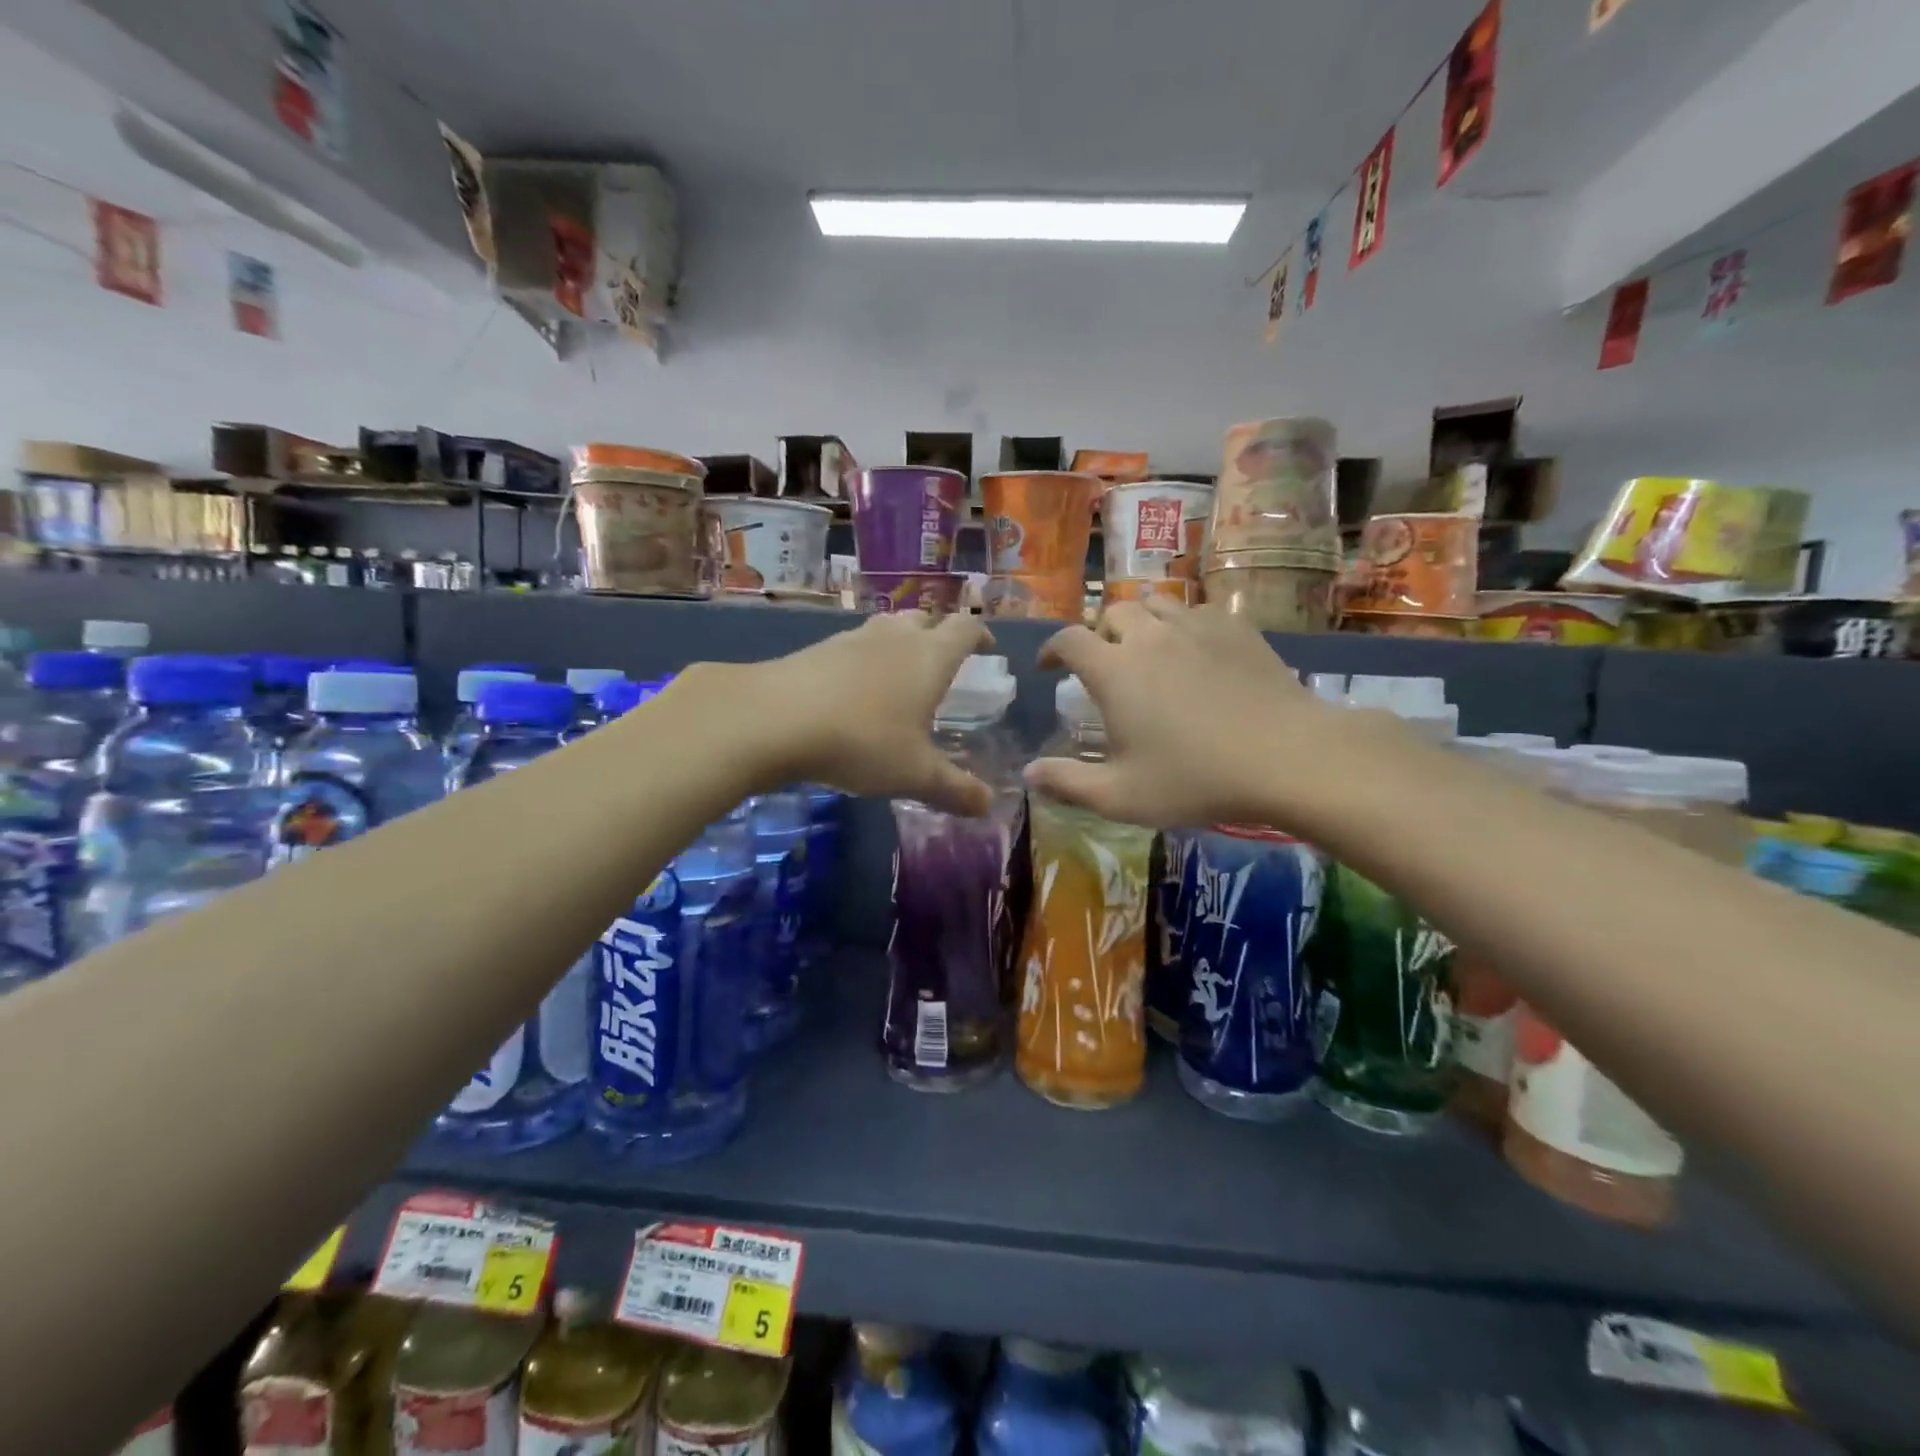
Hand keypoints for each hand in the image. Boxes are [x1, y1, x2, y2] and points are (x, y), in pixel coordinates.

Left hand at [743, 610, 995, 814]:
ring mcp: (852, 639)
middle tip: (944, 661)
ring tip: (900, 671)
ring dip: (900, 642)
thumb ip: (954, 789)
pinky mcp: (817, 650)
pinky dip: (864, 659)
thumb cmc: (862, 740)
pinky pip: (853, 646)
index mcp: (929, 657)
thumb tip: (988, 806)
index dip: (980, 635)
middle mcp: (894, 638)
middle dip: (939, 634)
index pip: (964, 630)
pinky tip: (853, 689)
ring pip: (886, 627)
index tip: (987, 648)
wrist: (775, 718)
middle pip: (925, 619)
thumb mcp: (915, 774)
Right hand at [1024, 599, 1352, 829]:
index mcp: (1115, 670)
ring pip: (1156, 603)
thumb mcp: (1122, 796)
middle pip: (1112, 612)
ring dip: (1141, 621)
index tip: (1048, 667)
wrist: (1287, 757)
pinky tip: (1193, 648)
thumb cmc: (1196, 779)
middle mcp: (1150, 636)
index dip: (1051, 649)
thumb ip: (1068, 783)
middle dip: (1099, 632)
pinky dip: (1183, 623)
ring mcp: (1196, 627)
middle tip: (1103, 660)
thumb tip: (1027, 774)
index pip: (1069, 640)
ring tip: (1145, 647)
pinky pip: (1197, 611)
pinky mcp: (1235, 628)